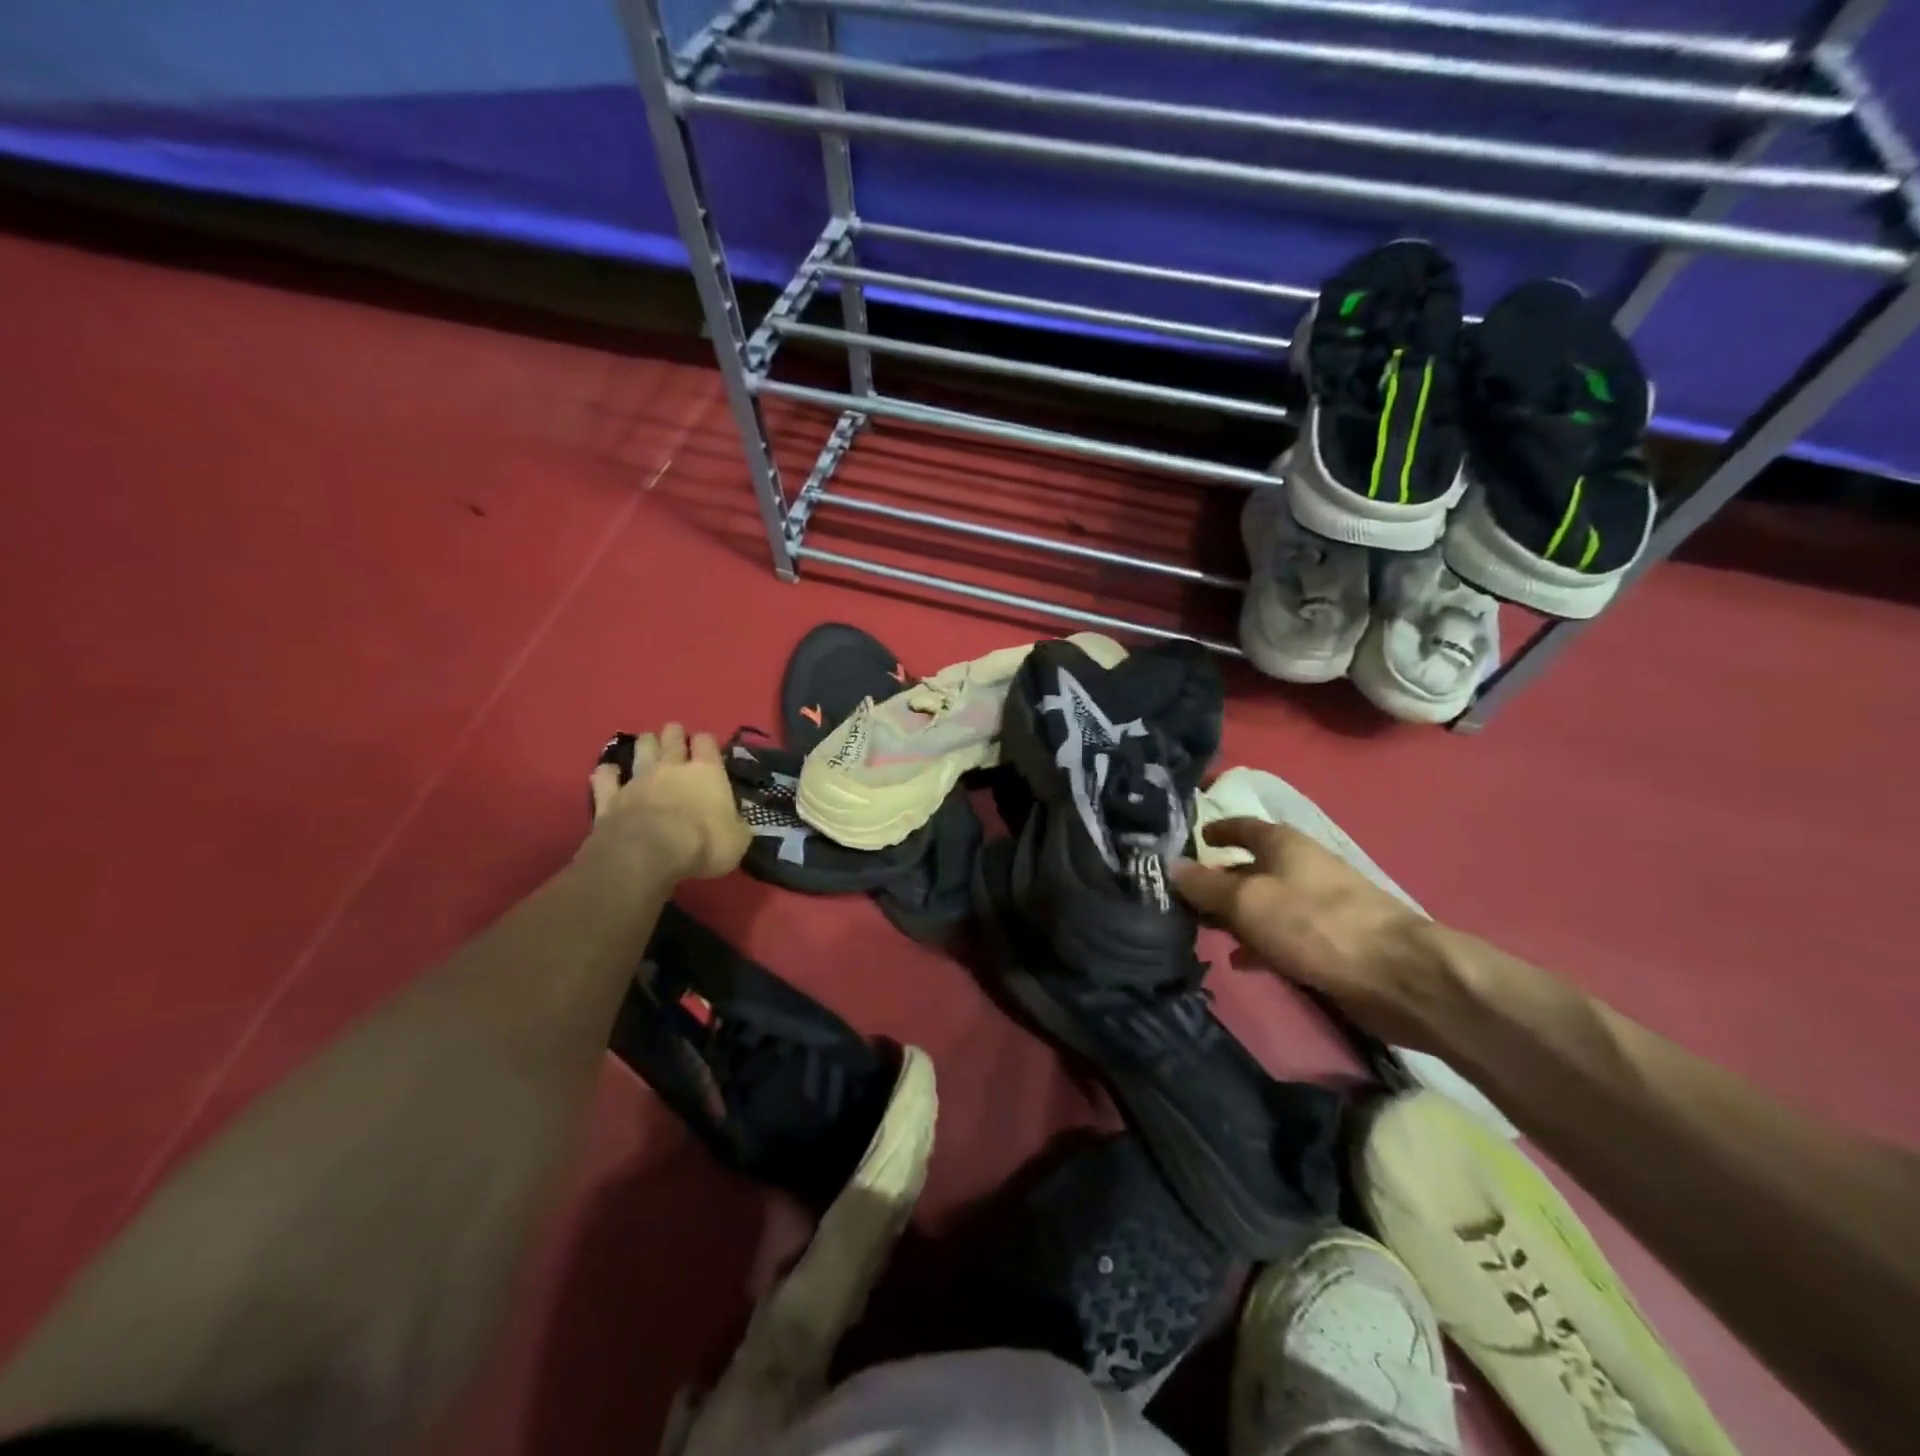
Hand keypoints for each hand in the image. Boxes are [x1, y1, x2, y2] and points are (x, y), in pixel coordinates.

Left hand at [585, 724, 750, 880]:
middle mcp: (671, 767)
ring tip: (648, 748)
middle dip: (674, 734)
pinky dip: (607, 774)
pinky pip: (605, 777)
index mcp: (707, 772)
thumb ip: (736, 825)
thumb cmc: (704, 844)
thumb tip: (736, 822)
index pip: (707, 741)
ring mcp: (638, 779)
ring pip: (641, 748)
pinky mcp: (610, 798)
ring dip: (645, 745)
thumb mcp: (737, 840)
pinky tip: (608, 773)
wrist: (649, 855)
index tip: (708, 749)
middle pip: (671, 736)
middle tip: (676, 740)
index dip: (706, 742)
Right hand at [1172, 817, 1457, 1049]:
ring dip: (1236, 916)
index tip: (1192, 840)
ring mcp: (1319, 904)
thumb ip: (1206, 886)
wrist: (1397, 975)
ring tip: (1204, 933)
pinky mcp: (1331, 940)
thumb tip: (1170, 866)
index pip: (1242, 826)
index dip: (1216, 831)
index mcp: (1283, 844)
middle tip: (1183, 899)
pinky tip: (1242, 963)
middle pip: (1250, 867)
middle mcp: (1301, 866)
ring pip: (1265, 903)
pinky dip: (1260, 943)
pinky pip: (1283, 934)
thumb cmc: (1314, 924)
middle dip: (1218, 881)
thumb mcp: (1247, 902)